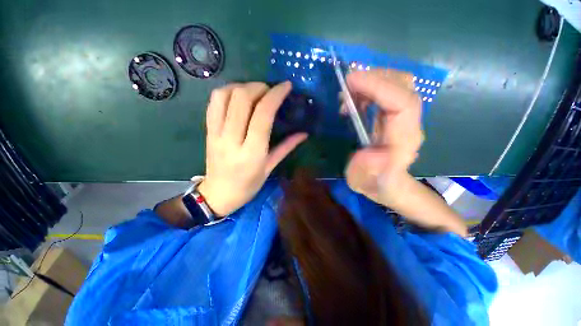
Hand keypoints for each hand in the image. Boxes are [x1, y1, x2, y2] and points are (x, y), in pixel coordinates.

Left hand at [198, 82, 307, 215]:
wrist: (218, 194)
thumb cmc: (248, 185)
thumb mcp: (270, 168)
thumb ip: (286, 147)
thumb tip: (304, 133)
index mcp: (252, 152)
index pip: (263, 114)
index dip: (275, 95)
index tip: (286, 86)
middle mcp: (232, 139)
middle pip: (242, 99)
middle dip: (259, 87)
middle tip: (270, 90)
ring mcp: (216, 133)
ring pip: (225, 96)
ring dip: (242, 86)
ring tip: (254, 91)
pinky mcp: (208, 130)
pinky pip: (213, 103)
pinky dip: (227, 92)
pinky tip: (238, 96)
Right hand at [344, 69, 422, 205]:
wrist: (385, 183)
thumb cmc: (374, 183)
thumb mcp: (365, 182)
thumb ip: (371, 171)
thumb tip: (373, 152)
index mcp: (403, 140)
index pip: (402, 102)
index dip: (378, 86)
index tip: (351, 81)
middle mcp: (408, 123)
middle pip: (404, 85)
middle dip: (373, 78)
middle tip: (346, 87)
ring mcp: (403, 117)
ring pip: (397, 83)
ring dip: (370, 81)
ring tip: (348, 95)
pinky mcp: (394, 115)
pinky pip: (387, 91)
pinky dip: (369, 88)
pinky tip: (355, 100)